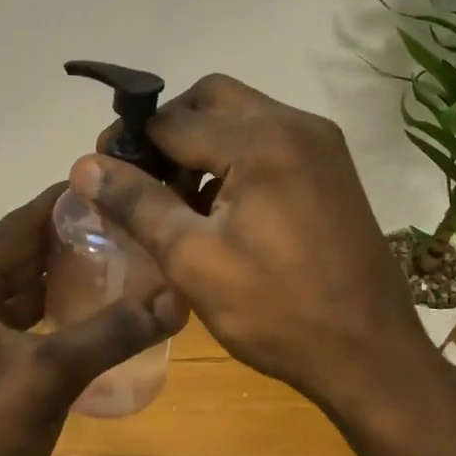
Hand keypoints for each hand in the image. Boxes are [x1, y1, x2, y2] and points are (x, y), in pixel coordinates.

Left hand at [0, 184, 186, 455]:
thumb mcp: (48, 378)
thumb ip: (111, 333)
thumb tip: (177, 298)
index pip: (22, 223)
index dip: (68, 201)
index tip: (119, 183)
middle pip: (25, 253)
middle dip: (76, 238)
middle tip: (135, 224)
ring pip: (27, 288)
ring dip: (69, 276)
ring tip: (128, 261)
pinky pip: (26, 322)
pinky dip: (59, 313)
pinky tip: (99, 315)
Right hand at [72, 75, 443, 417]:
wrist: (371, 356)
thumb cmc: (276, 311)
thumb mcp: (193, 260)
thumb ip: (137, 204)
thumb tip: (84, 166)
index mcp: (261, 141)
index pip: (173, 120)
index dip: (131, 146)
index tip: (107, 180)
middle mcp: (295, 124)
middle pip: (211, 100)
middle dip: (169, 132)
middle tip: (143, 180)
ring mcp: (320, 144)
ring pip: (240, 118)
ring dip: (201, 145)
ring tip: (177, 202)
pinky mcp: (331, 168)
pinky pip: (268, 140)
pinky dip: (234, 159)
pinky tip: (220, 209)